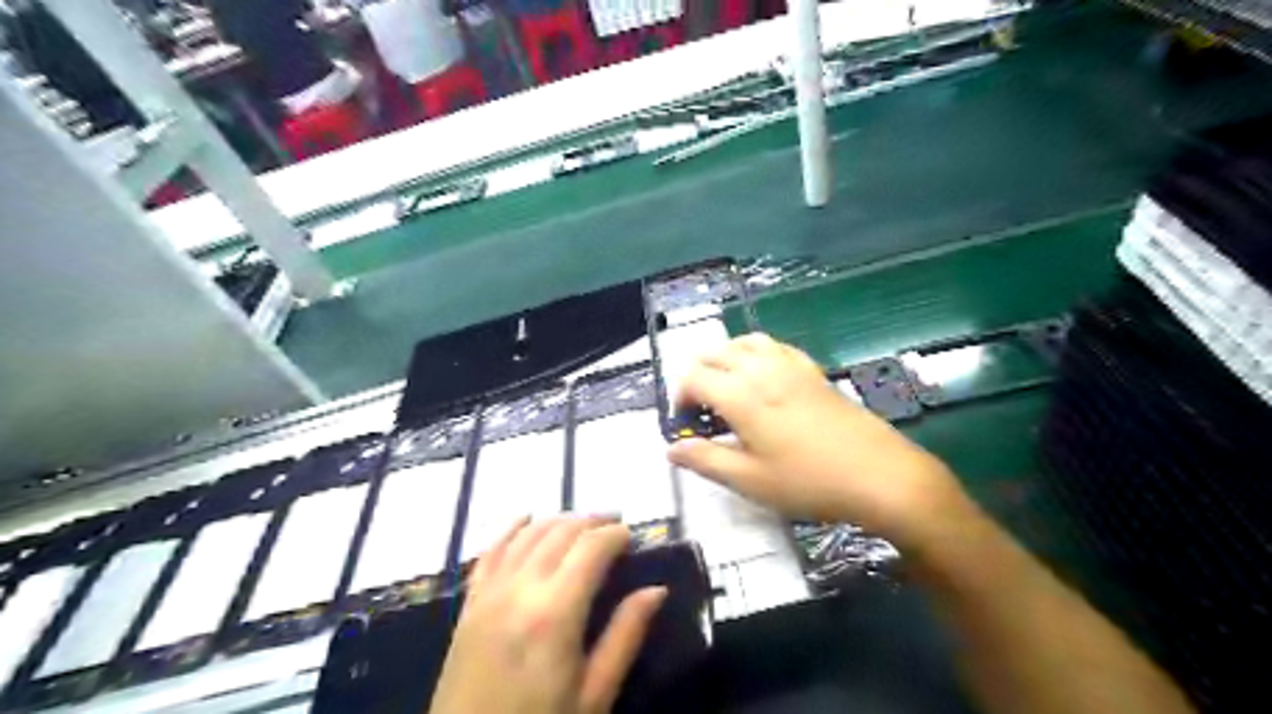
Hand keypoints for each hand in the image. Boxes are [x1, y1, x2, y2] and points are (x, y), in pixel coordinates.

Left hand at [431, 516, 664, 713]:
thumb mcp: (594, 695)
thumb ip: (625, 636)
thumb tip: (657, 589)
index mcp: (556, 613)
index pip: (591, 548)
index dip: (615, 534)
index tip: (632, 536)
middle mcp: (520, 589)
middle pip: (560, 532)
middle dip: (591, 521)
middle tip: (613, 525)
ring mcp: (490, 593)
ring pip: (528, 534)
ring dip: (558, 520)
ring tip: (581, 524)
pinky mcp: (469, 603)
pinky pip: (491, 551)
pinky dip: (511, 529)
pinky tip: (526, 518)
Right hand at [669, 335, 969, 545]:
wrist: (879, 474)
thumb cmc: (808, 482)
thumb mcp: (749, 481)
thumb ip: (706, 460)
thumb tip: (672, 450)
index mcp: (740, 394)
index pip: (693, 378)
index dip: (681, 399)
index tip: (687, 428)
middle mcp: (760, 369)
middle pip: (714, 353)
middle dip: (698, 376)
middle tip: (703, 412)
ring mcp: (789, 365)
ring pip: (743, 342)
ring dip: (725, 360)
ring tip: (727, 390)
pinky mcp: (811, 369)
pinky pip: (773, 346)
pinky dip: (755, 354)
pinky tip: (763, 379)